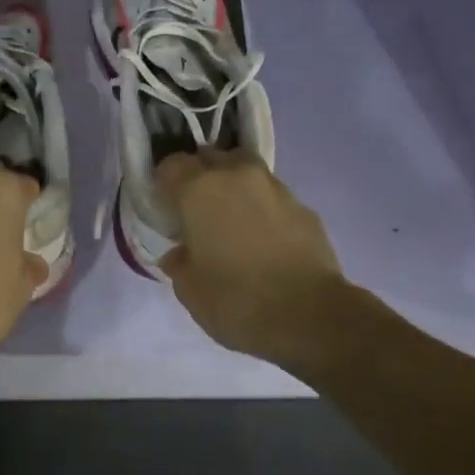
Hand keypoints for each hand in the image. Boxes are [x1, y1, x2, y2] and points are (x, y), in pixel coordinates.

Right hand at [156, 151, 349, 368]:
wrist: (311, 316)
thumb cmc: (236, 300)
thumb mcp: (190, 290)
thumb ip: (179, 263)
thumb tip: (180, 253)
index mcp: (200, 190)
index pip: (171, 165)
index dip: (164, 183)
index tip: (164, 207)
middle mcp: (237, 176)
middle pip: (211, 158)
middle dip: (200, 176)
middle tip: (196, 209)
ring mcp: (276, 189)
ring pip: (246, 172)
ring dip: (235, 189)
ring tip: (232, 222)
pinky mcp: (305, 208)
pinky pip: (273, 198)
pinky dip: (263, 210)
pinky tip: (263, 240)